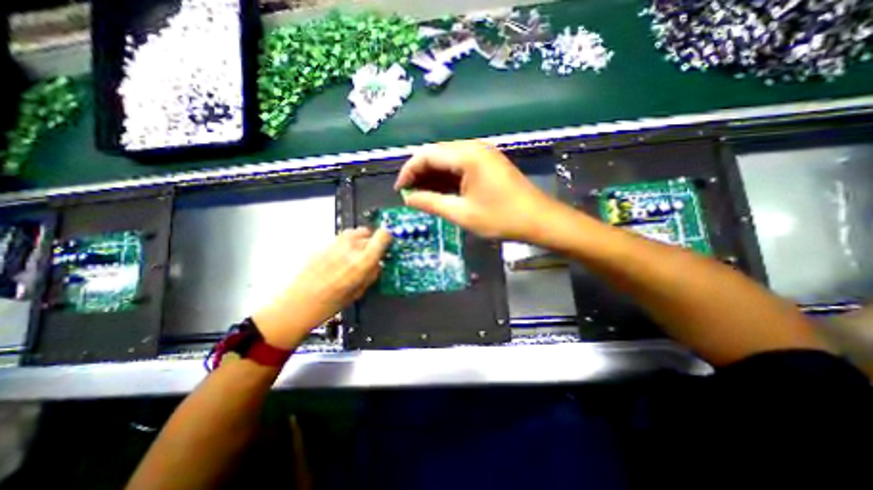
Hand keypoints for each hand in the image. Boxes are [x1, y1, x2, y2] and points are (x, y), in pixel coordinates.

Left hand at [252, 227, 389, 349]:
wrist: (298, 303)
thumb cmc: (331, 303)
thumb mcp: (360, 291)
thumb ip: (371, 274)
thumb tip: (377, 264)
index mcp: (362, 261)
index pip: (382, 236)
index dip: (387, 237)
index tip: (388, 241)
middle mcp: (350, 248)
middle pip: (369, 233)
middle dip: (373, 242)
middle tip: (371, 253)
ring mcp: (335, 244)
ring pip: (354, 232)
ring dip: (360, 240)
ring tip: (357, 253)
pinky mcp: (323, 245)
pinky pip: (341, 239)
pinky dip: (346, 244)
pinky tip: (340, 258)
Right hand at [397, 141, 558, 240]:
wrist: (538, 220)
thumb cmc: (501, 218)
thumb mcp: (461, 213)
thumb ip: (431, 203)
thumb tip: (408, 199)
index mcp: (467, 155)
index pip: (427, 155)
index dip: (409, 171)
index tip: (400, 190)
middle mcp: (473, 148)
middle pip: (436, 154)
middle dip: (420, 174)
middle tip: (410, 195)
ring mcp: (482, 154)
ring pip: (447, 160)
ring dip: (433, 177)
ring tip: (422, 196)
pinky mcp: (487, 164)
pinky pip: (460, 166)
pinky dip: (447, 178)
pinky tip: (440, 192)